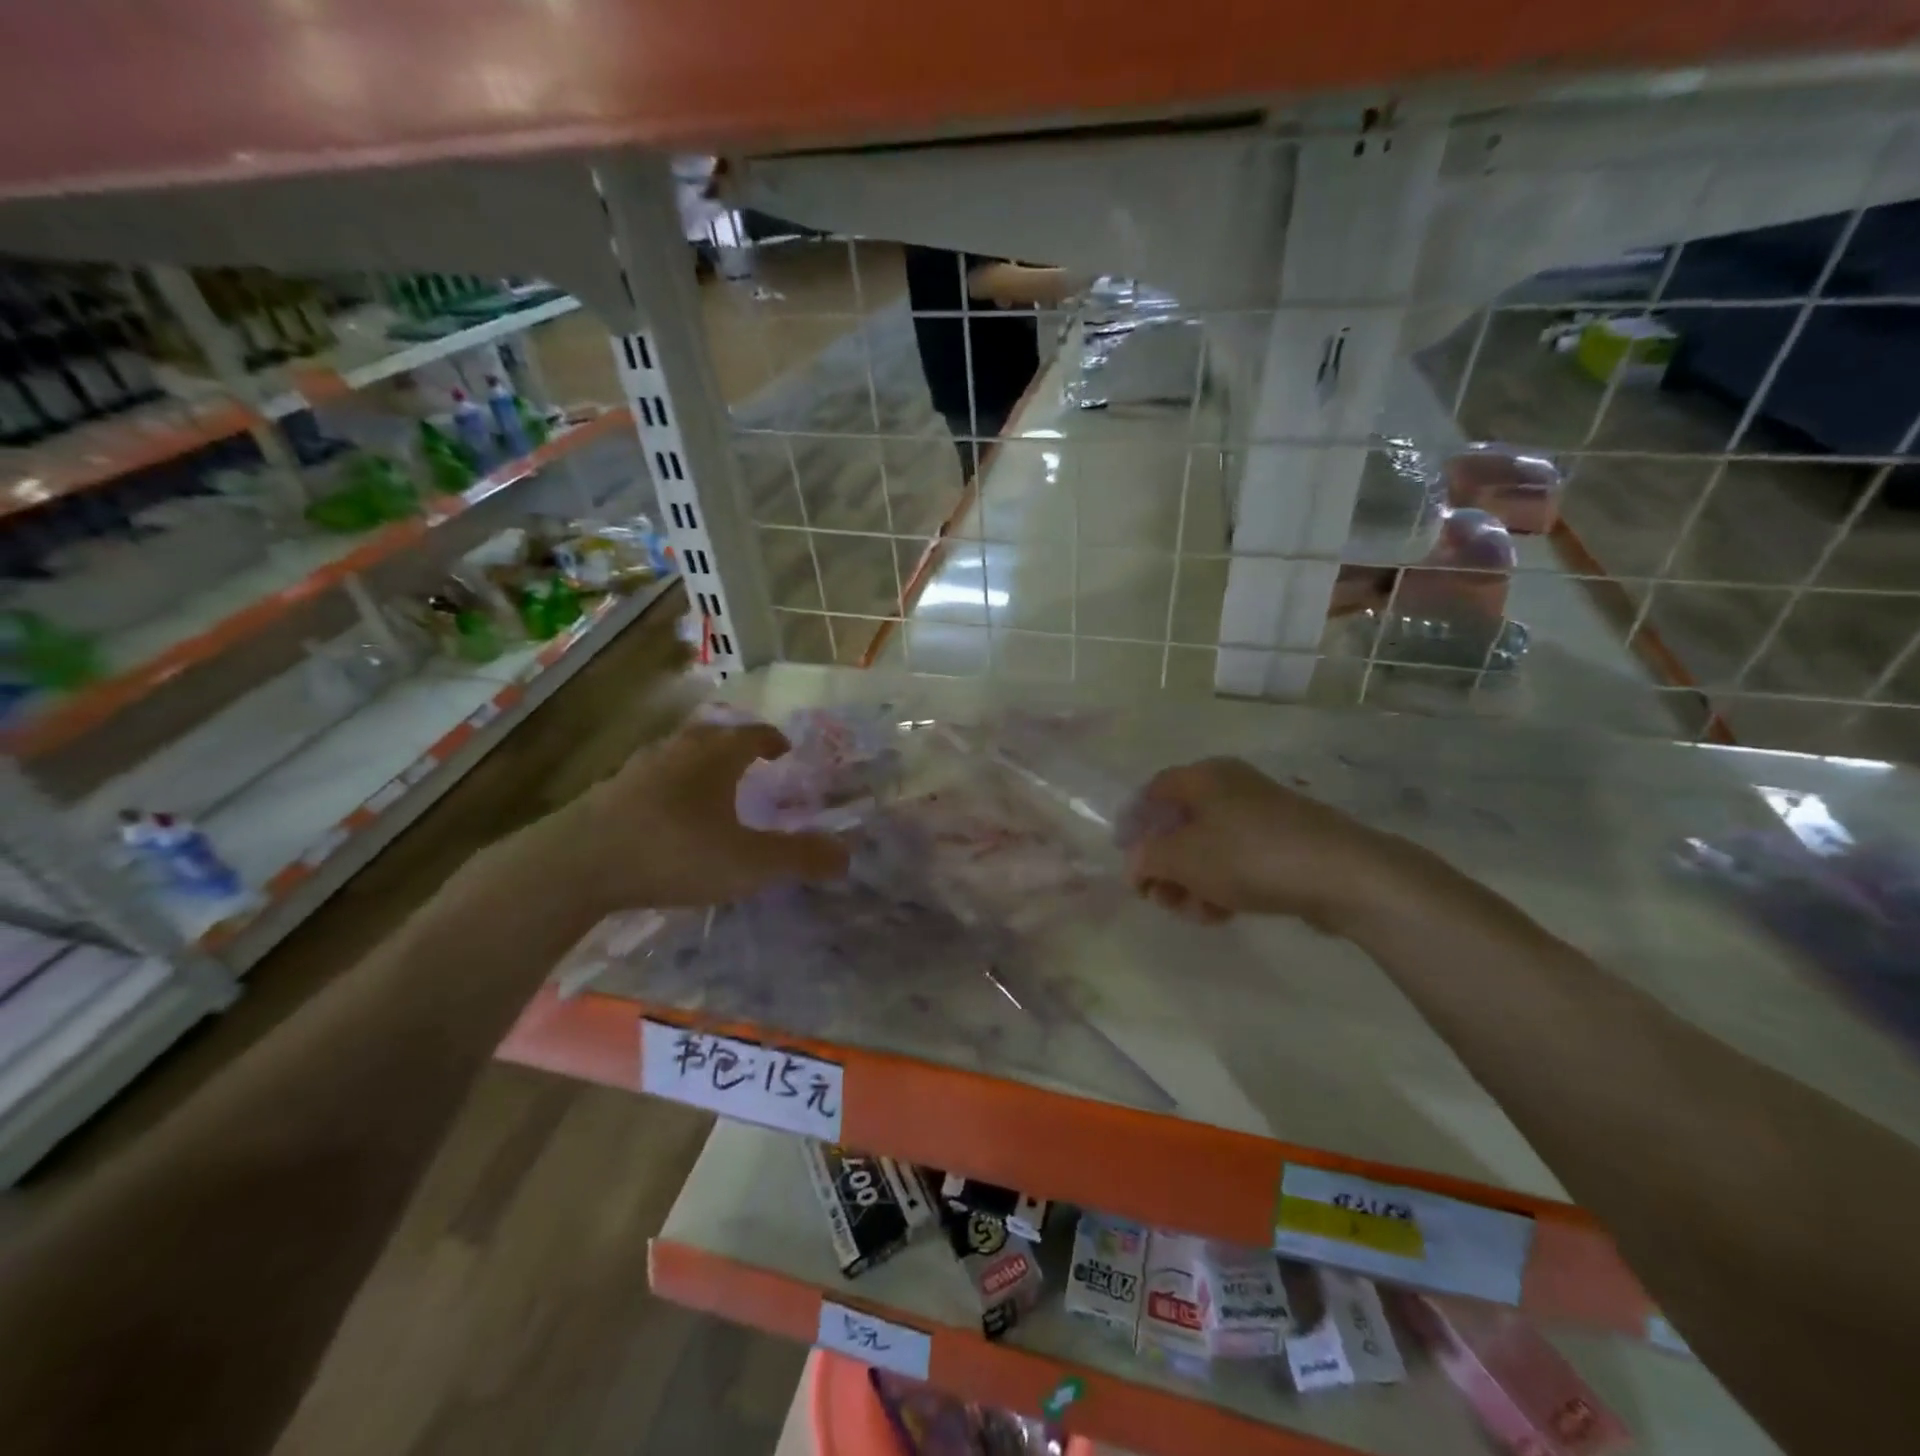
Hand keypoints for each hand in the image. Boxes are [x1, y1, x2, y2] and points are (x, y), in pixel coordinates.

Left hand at [507, 721, 849, 921]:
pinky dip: (667, 786)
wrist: (577, 864)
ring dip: (697, 763)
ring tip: (708, 784)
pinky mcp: (606, 793)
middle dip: (733, 745)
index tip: (783, 748)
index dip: (771, 739)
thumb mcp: (749, 863)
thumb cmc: (675, 852)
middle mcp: (677, 752)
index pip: (752, 734)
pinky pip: (649, 778)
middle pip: (711, 736)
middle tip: (749, 761)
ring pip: (676, 754)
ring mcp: (636, 769)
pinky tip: (664, 813)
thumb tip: (847, 854)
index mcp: (716, 757)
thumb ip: (799, 858)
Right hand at [1124, 758, 1401, 932]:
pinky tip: (1222, 914)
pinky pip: (1239, 860)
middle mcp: (1230, 787)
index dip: (1133, 824)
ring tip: (1195, 914)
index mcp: (1203, 777)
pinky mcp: (1285, 842)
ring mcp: (1261, 815)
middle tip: (1159, 898)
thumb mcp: (1183, 858)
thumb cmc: (1249, 856)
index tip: (1127, 861)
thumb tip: (1135, 863)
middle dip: (1164, 865)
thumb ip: (1147, 858)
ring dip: (1191, 882)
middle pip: (1180, 824)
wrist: (1343, 874)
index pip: (1152, 792)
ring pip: (1208, 847)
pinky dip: (1222, 884)